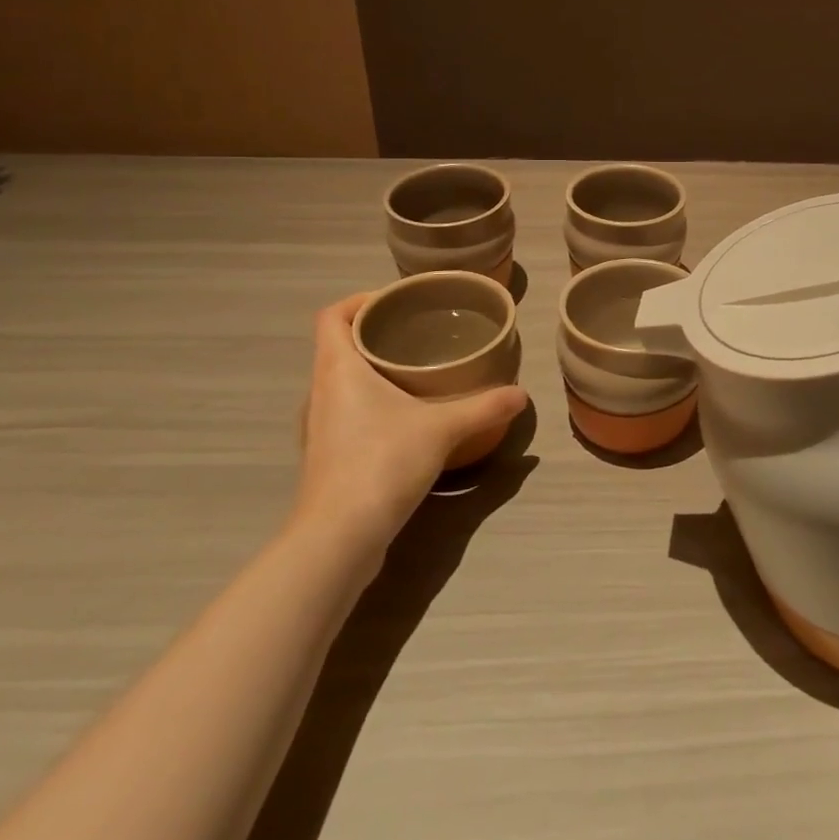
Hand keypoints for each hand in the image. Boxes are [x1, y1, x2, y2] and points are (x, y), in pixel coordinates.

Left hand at [288, 294, 526, 576]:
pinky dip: (369, 404)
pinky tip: (403, 420)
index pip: (332, 316)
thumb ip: (484, 407)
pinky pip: (345, 413)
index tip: (397, 302)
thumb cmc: (382, 463)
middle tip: (419, 334)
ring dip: (371, 372)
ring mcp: (317, 428)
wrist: (338, 538)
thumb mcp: (443, 429)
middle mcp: (319, 392)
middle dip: (375, 335)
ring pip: (340, 383)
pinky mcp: (325, 458)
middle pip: (337, 346)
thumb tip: (521, 395)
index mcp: (337, 369)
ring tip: (414, 373)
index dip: (360, 301)